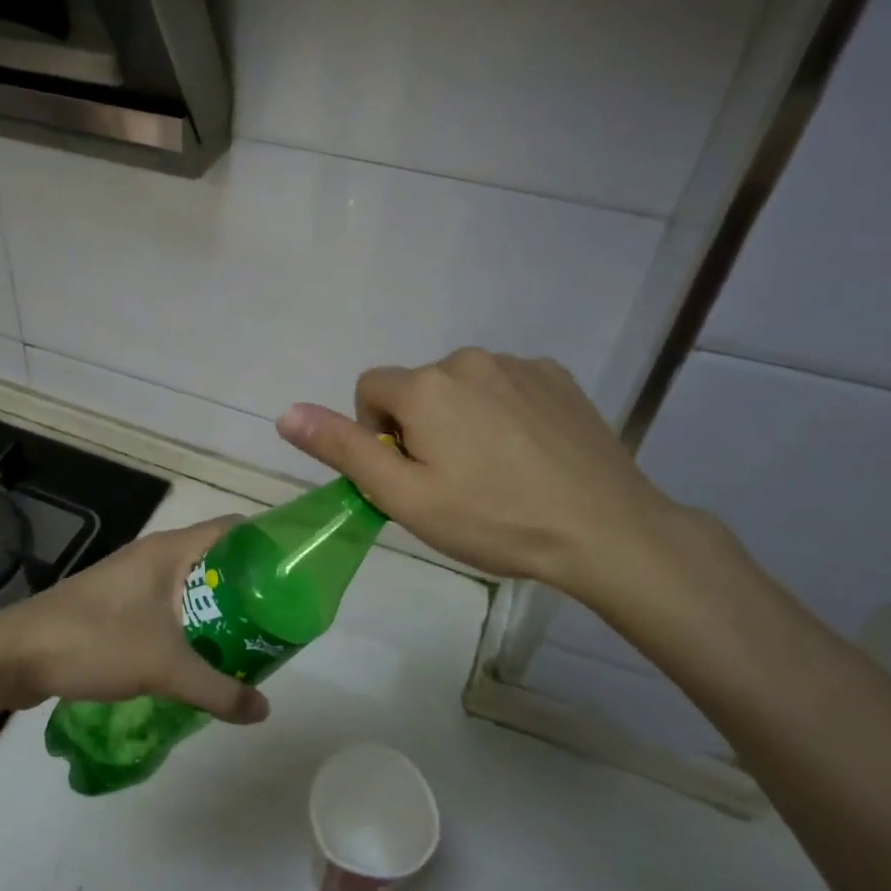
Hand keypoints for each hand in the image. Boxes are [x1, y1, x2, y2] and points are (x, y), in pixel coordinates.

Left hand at [0, 517, 270, 723]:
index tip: (294, 575)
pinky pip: (166, 604)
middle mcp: (153, 555)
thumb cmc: (95, 641)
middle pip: (215, 558)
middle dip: (247, 586)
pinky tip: (199, 656)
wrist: (16, 654)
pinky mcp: (115, 603)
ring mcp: (131, 578)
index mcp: (169, 550)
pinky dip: (189, 622)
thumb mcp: (163, 667)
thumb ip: (217, 689)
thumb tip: (263, 710)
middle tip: (278, 620)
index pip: (233, 529)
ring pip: (190, 584)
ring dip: (217, 608)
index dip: (267, 544)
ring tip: (248, 641)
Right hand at [275, 348, 683, 604]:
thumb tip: (286, 413)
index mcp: (426, 386)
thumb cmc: (492, 520)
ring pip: (463, 386)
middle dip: (420, 427)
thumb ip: (342, 448)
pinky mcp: (557, 377)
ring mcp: (519, 364)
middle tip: (452, 482)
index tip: (409, 475)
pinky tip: (529, 454)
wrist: (604, 530)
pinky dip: (503, 412)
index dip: (376, 434)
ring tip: (495, 471)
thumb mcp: (404, 496)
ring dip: (462, 418)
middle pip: (418, 388)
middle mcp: (468, 359)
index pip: (370, 390)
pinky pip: (506, 386)